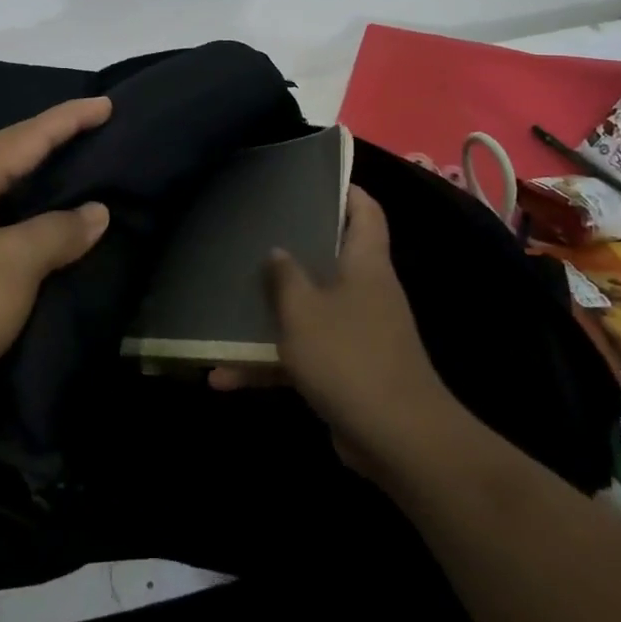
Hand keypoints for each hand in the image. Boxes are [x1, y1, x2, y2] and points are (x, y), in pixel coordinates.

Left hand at [0, 97, 111, 434]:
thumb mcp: (14, 267)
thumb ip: (59, 231)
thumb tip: (96, 211)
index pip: (27, 136)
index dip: (70, 119)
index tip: (108, 103)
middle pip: (7, 156)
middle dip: (52, 143)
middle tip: (96, 131)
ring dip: (35, 182)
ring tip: (75, 171)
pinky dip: (18, 218)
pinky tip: (37, 226)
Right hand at [216, 186, 460, 478]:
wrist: (397, 439)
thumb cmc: (349, 357)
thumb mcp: (304, 312)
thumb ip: (285, 277)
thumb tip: (277, 251)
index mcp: (365, 263)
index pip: (365, 209)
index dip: (344, 189)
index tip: (308, 181)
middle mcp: (365, 291)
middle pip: (331, 256)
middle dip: (292, 249)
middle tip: (252, 237)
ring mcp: (357, 332)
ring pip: (309, 309)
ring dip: (270, 315)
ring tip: (224, 308)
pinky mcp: (346, 371)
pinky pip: (303, 355)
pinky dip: (269, 363)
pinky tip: (224, 377)